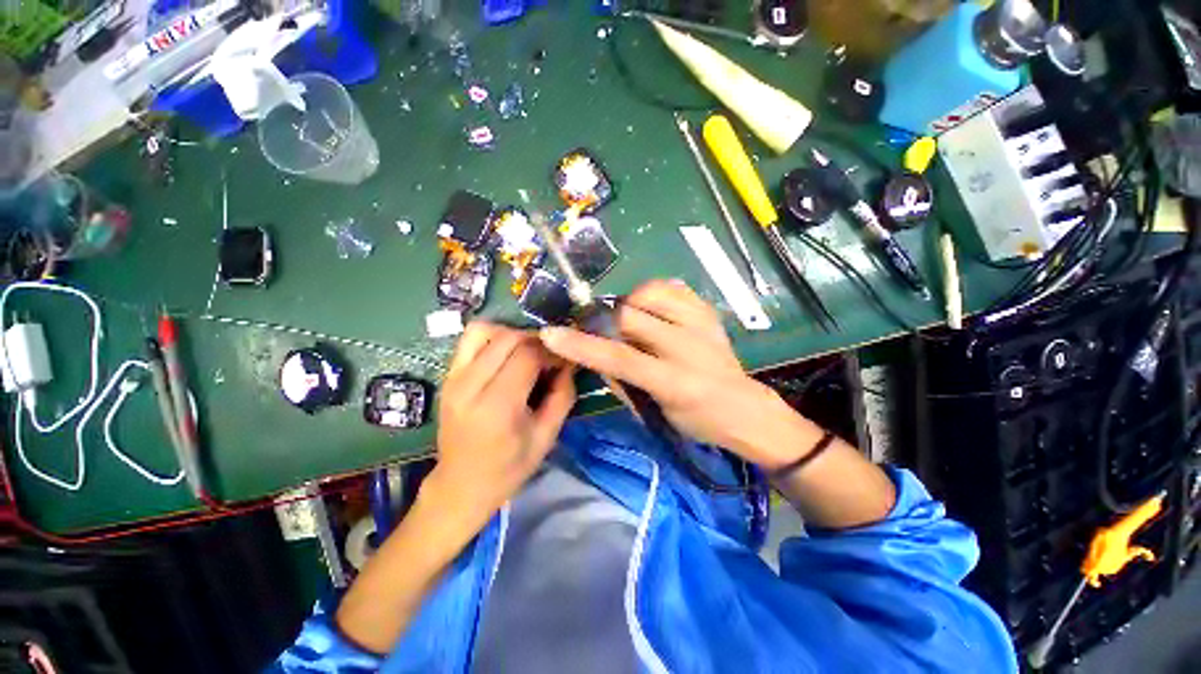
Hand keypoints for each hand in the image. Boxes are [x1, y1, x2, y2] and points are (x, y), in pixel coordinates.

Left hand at [426, 322, 574, 526]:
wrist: (461, 485)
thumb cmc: (509, 467)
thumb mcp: (547, 436)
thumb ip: (562, 395)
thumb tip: (569, 361)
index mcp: (497, 406)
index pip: (527, 355)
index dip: (551, 350)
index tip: (564, 359)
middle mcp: (470, 385)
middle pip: (508, 338)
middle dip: (536, 340)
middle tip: (549, 356)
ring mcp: (453, 378)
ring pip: (486, 330)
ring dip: (513, 334)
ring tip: (526, 352)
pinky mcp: (447, 375)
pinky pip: (470, 339)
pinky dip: (493, 337)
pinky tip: (506, 355)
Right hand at [539, 280, 813, 470]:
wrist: (745, 407)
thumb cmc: (698, 421)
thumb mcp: (656, 412)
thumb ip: (622, 382)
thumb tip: (594, 354)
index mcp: (674, 382)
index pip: (619, 358)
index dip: (581, 345)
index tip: (551, 333)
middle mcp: (688, 347)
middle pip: (629, 316)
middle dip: (606, 320)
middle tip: (604, 330)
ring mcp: (702, 324)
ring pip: (649, 292)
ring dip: (630, 304)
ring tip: (633, 320)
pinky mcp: (708, 312)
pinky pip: (672, 286)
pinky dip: (653, 293)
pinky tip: (654, 311)